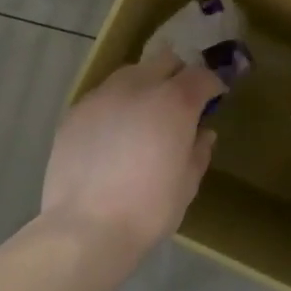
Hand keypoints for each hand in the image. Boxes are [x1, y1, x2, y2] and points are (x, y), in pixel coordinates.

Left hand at [39, 50, 223, 258]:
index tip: (215, 98)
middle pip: (165, 60)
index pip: (201, 75)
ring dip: (144, 85)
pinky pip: (103, 96)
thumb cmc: (148, 209)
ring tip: (143, 115)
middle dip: (178, 74)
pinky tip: (113, 133)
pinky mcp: (75, 112)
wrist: (84, 229)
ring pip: (131, 73)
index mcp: (174, 102)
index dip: (212, 84)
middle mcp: (139, 86)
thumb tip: (203, 133)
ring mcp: (103, 95)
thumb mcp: (187, 184)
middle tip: (180, 102)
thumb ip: (198, 150)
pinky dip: (115, 105)